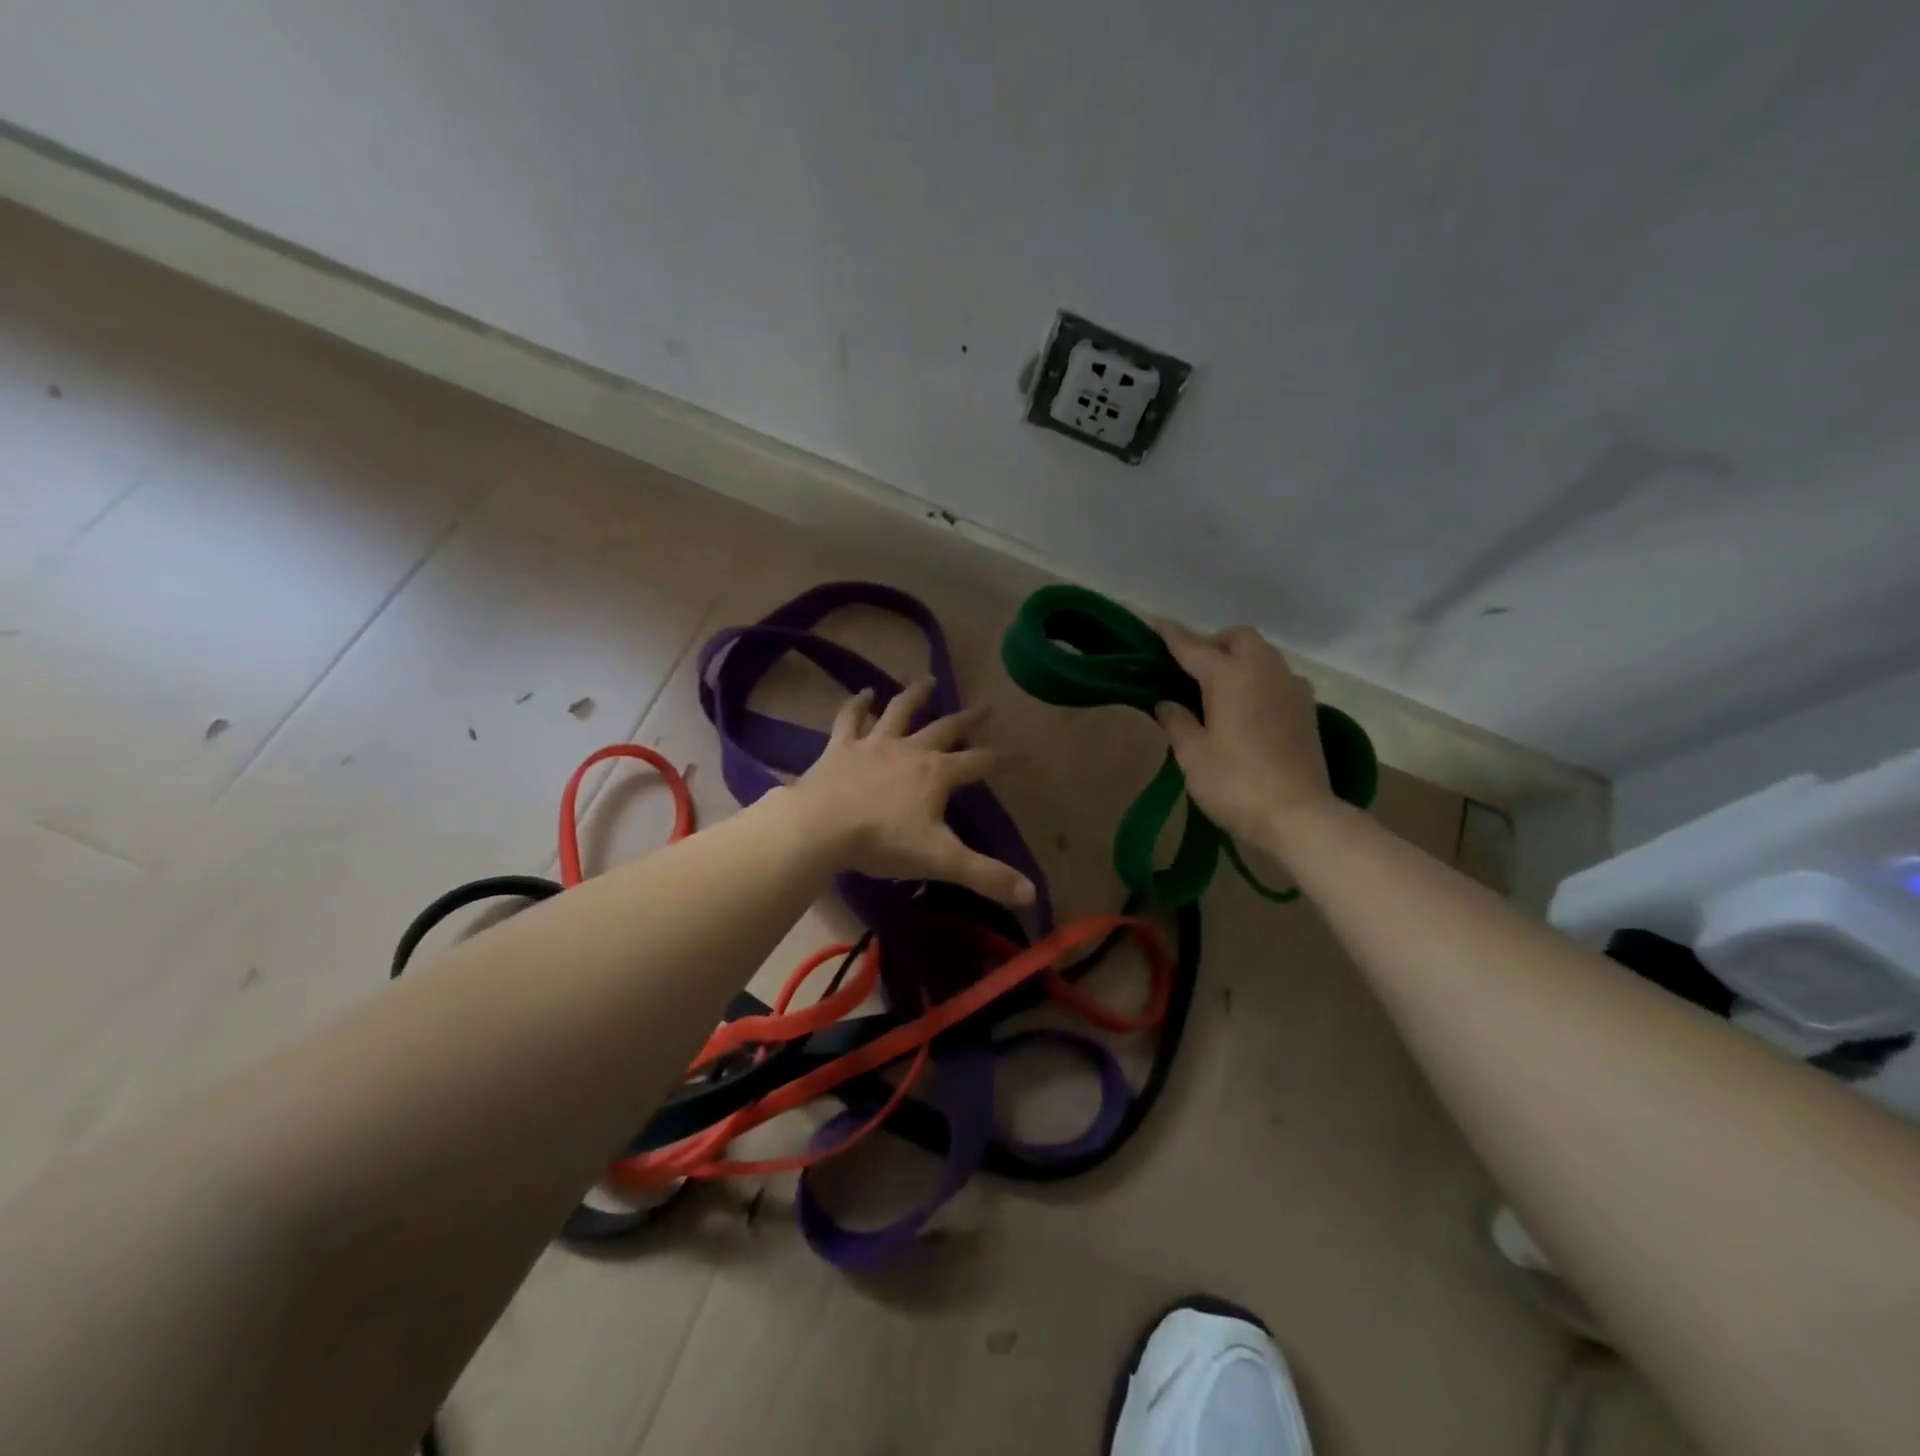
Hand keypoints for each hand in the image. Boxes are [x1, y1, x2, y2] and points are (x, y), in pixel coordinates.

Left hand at [787, 677, 1036, 906]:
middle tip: (986, 706)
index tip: (1024, 755)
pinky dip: (857, 705)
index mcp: (937, 774)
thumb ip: (986, 875)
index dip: (1005, 760)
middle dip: (968, 720)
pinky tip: (863, 693)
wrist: (821, 827)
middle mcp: (910, 750)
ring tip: (926, 680)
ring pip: (899, 712)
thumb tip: (1031, 895)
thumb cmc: (883, 842)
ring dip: (915, 696)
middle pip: (946, 729)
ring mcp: (874, 744)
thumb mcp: (940, 860)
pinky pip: (851, 719)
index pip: (980, 762)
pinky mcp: (841, 747)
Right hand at [1153, 622, 1333, 846]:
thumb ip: (1177, 722)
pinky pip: (1279, 678)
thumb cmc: (1235, 783)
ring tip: (1218, 688)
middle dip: (1214, 643)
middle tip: (1191, 669)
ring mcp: (1292, 689)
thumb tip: (1167, 704)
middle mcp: (1264, 671)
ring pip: (1264, 655)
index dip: (1174, 638)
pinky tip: (1247, 707)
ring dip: (1240, 660)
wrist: (1299, 816)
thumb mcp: (1192, 755)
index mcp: (1230, 676)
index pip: (1195, 648)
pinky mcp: (1307, 710)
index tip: (1158, 626)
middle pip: (1239, 639)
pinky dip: (1259, 680)